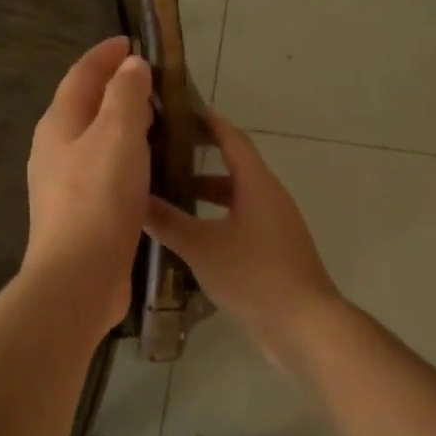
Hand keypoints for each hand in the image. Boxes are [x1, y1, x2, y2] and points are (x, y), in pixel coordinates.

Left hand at [22, 37, 153, 333]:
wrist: (78, 276)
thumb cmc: (99, 198)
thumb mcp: (117, 134)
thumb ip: (126, 94)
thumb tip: (130, 65)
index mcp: (59, 123)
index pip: (81, 74)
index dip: (105, 54)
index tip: (133, 41)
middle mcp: (55, 148)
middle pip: (85, 104)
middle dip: (116, 87)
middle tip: (155, 81)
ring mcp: (64, 182)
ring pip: (95, 139)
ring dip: (122, 123)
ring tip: (158, 120)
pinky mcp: (80, 211)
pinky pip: (104, 168)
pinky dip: (126, 156)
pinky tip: (150, 167)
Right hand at [144, 110, 340, 359]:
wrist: (303, 325)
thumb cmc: (253, 275)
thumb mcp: (201, 247)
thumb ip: (167, 221)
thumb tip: (132, 198)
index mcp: (256, 184)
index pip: (231, 138)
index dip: (207, 122)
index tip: (179, 110)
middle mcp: (269, 196)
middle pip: (232, 166)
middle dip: (197, 159)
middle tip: (161, 155)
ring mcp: (275, 224)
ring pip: (235, 197)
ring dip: (205, 194)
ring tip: (167, 196)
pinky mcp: (274, 250)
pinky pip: (241, 221)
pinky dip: (215, 218)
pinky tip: (190, 236)